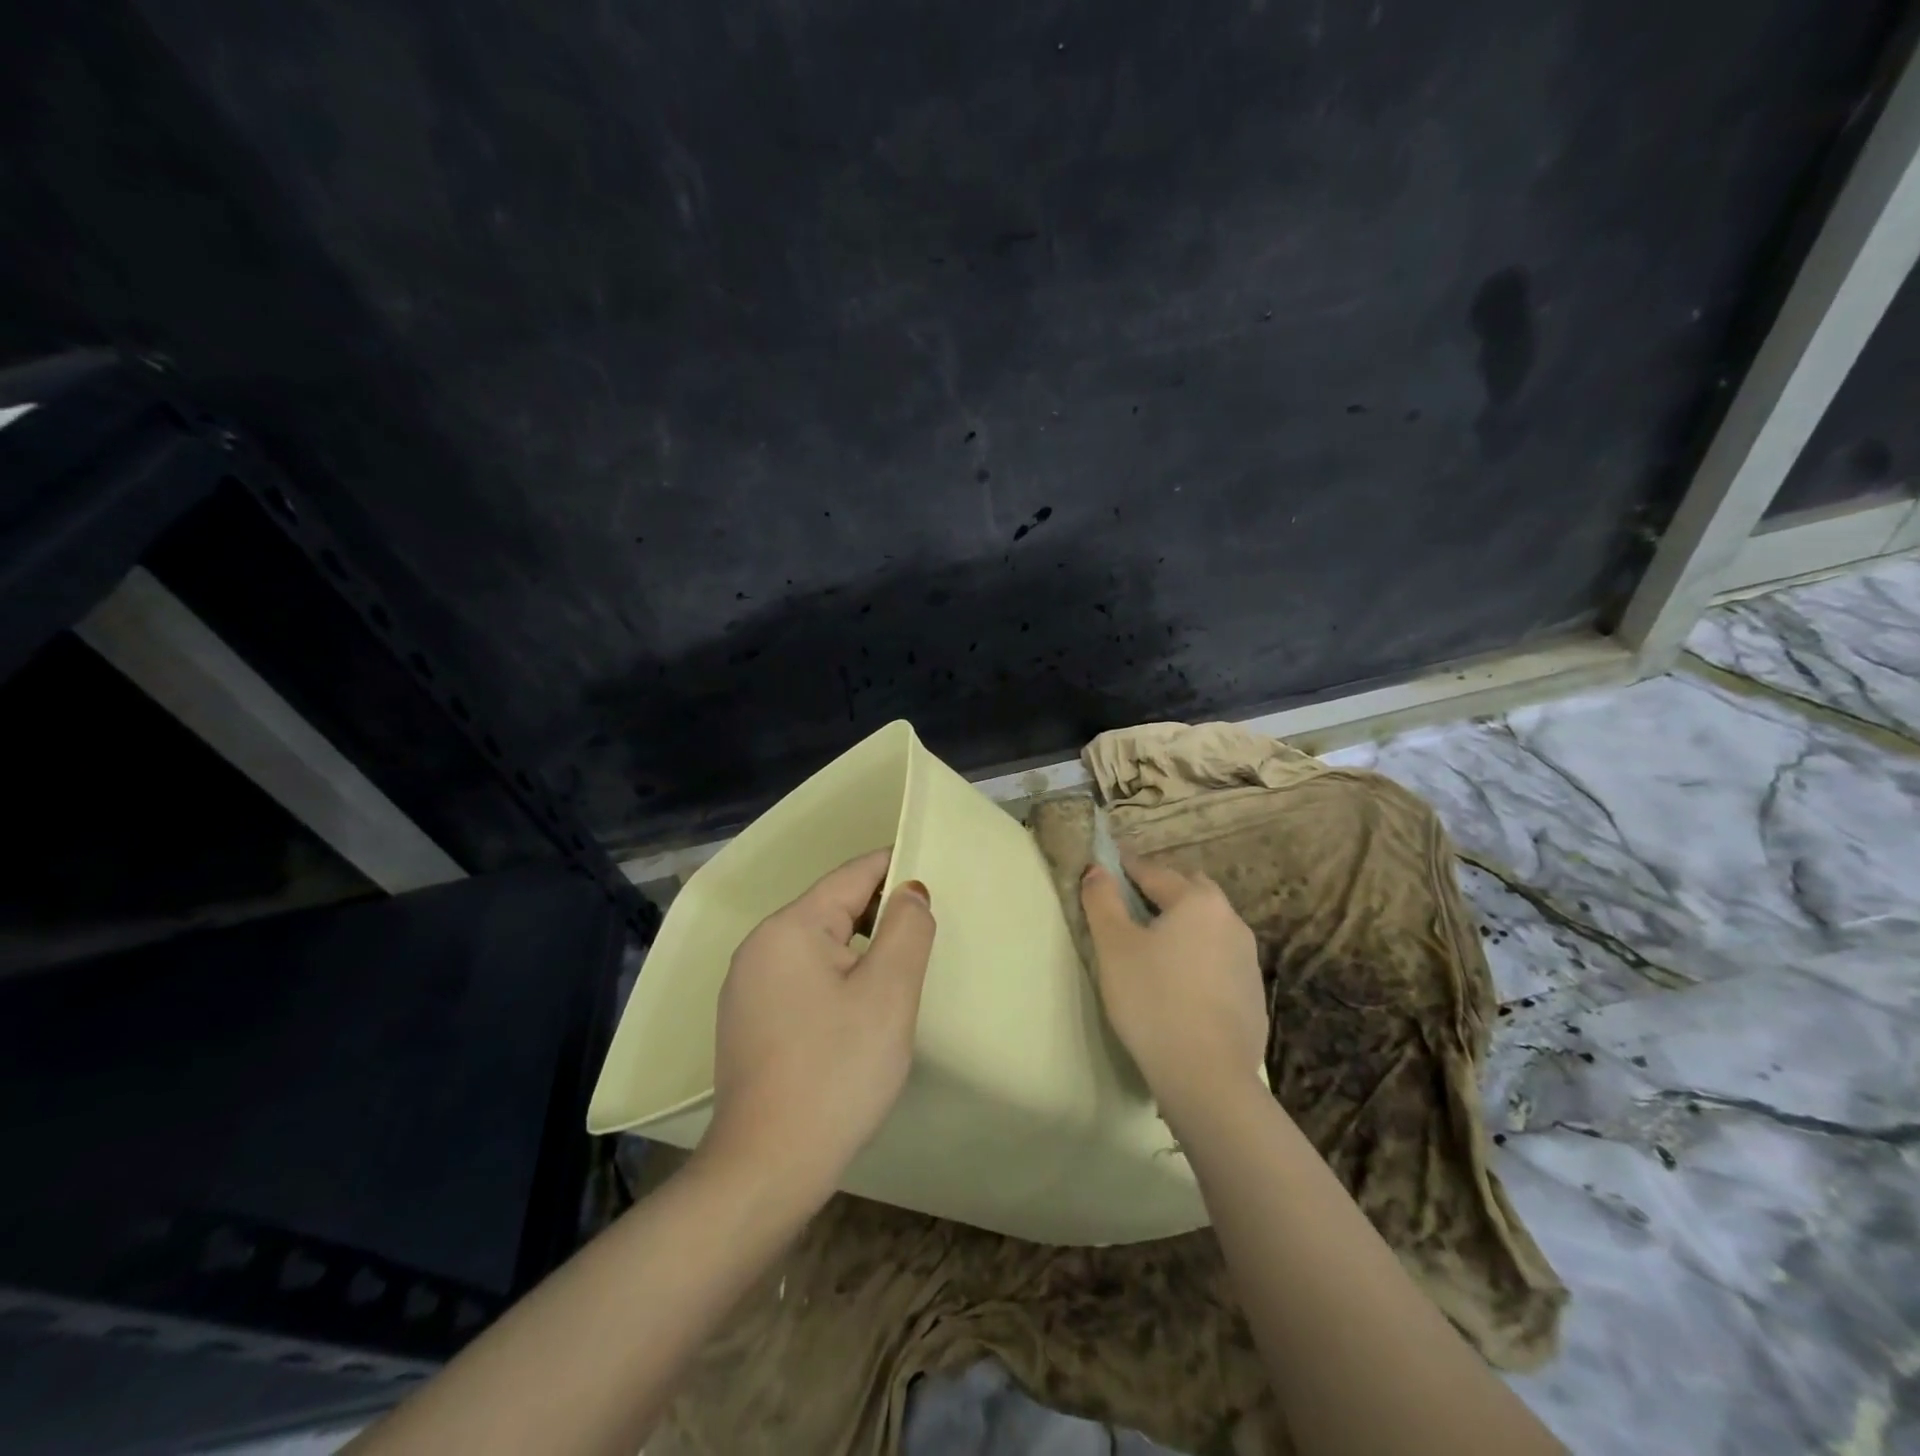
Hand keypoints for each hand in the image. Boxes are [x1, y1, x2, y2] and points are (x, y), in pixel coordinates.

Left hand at [702, 849, 935, 1206]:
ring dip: (860, 947)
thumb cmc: (837, 1071)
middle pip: (833, 907)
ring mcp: (747, 985)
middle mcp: (760, 946)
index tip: (934, 872)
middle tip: (927, 933)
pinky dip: (836, 976)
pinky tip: (858, 1008)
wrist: (767, 1168)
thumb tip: (910, 891)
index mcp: (790, 927)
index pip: (852, 875)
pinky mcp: (748, 1020)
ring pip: (818, 944)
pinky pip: (801, 976)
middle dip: (881, 911)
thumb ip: (906, 928)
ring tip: (900, 970)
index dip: (896, 867)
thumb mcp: (888, 993)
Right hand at [1081, 855, 1266, 1123]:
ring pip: (1209, 927)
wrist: (1207, 1075)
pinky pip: (1220, 961)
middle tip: (1130, 906)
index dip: (1127, 868)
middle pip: (1191, 893)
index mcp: (1197, 902)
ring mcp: (1248, 960)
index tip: (1107, 866)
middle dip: (1162, 891)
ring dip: (1184, 926)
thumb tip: (1096, 869)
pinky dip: (1198, 959)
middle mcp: (1230, 921)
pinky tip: (1179, 985)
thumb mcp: (1114, 946)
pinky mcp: (1253, 995)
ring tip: (1154, 947)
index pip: (1155, 872)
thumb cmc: (1152, 999)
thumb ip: (1102, 901)